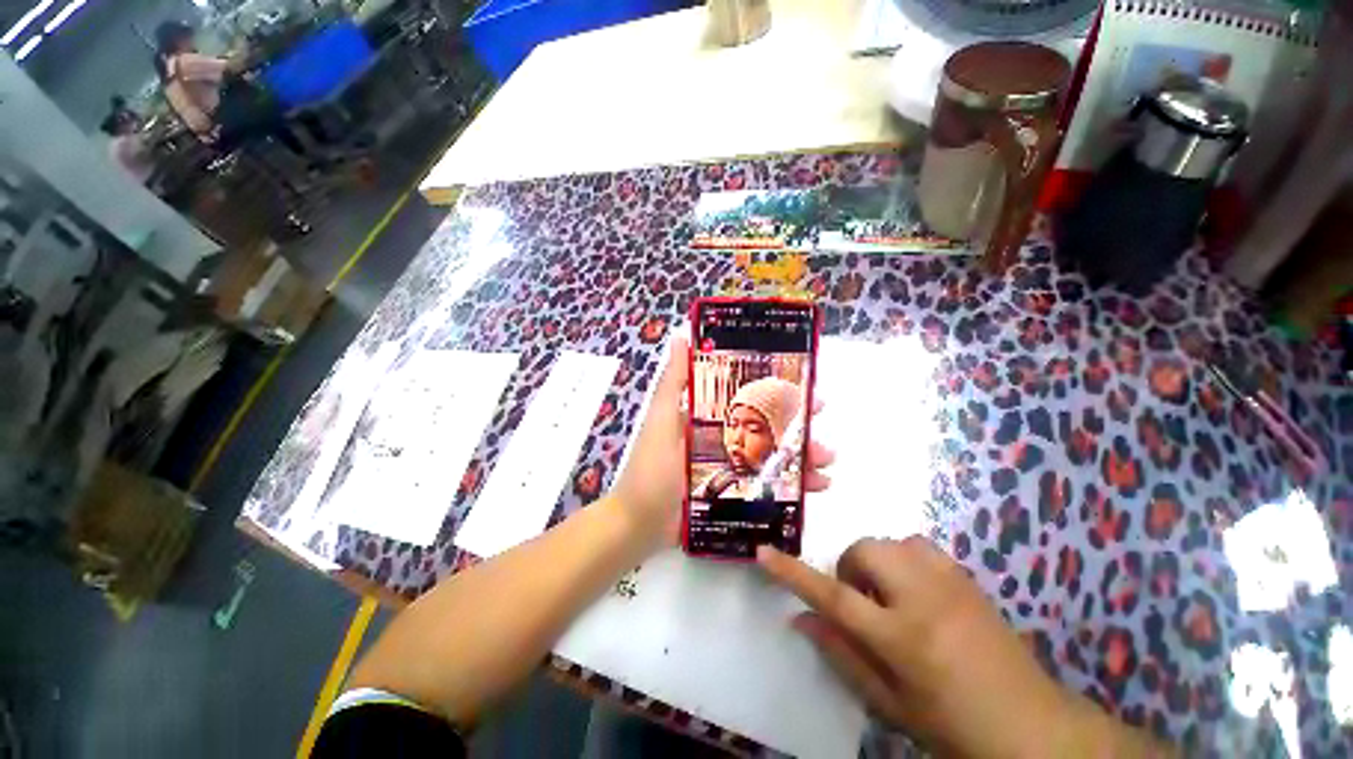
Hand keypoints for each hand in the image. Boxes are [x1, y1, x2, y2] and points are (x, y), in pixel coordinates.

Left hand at [614, 335, 834, 544]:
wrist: (640, 523)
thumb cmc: (651, 468)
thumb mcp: (661, 420)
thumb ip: (673, 383)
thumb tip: (680, 338)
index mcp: (710, 418)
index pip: (750, 398)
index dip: (777, 393)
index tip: (806, 389)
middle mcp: (725, 439)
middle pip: (768, 428)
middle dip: (799, 426)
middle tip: (822, 424)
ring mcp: (733, 468)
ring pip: (775, 456)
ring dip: (804, 456)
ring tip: (827, 462)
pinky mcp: (738, 494)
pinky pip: (771, 485)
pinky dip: (796, 485)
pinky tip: (817, 488)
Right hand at [758, 537, 1115, 757]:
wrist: (1033, 726)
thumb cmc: (953, 725)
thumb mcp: (891, 704)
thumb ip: (842, 656)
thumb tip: (801, 619)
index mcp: (903, 639)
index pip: (834, 597)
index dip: (793, 573)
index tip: (764, 553)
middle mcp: (924, 598)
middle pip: (865, 552)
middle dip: (851, 570)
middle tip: (864, 605)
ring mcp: (950, 582)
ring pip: (890, 543)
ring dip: (877, 564)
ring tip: (891, 599)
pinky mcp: (966, 576)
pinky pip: (917, 546)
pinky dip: (904, 560)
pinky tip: (917, 592)